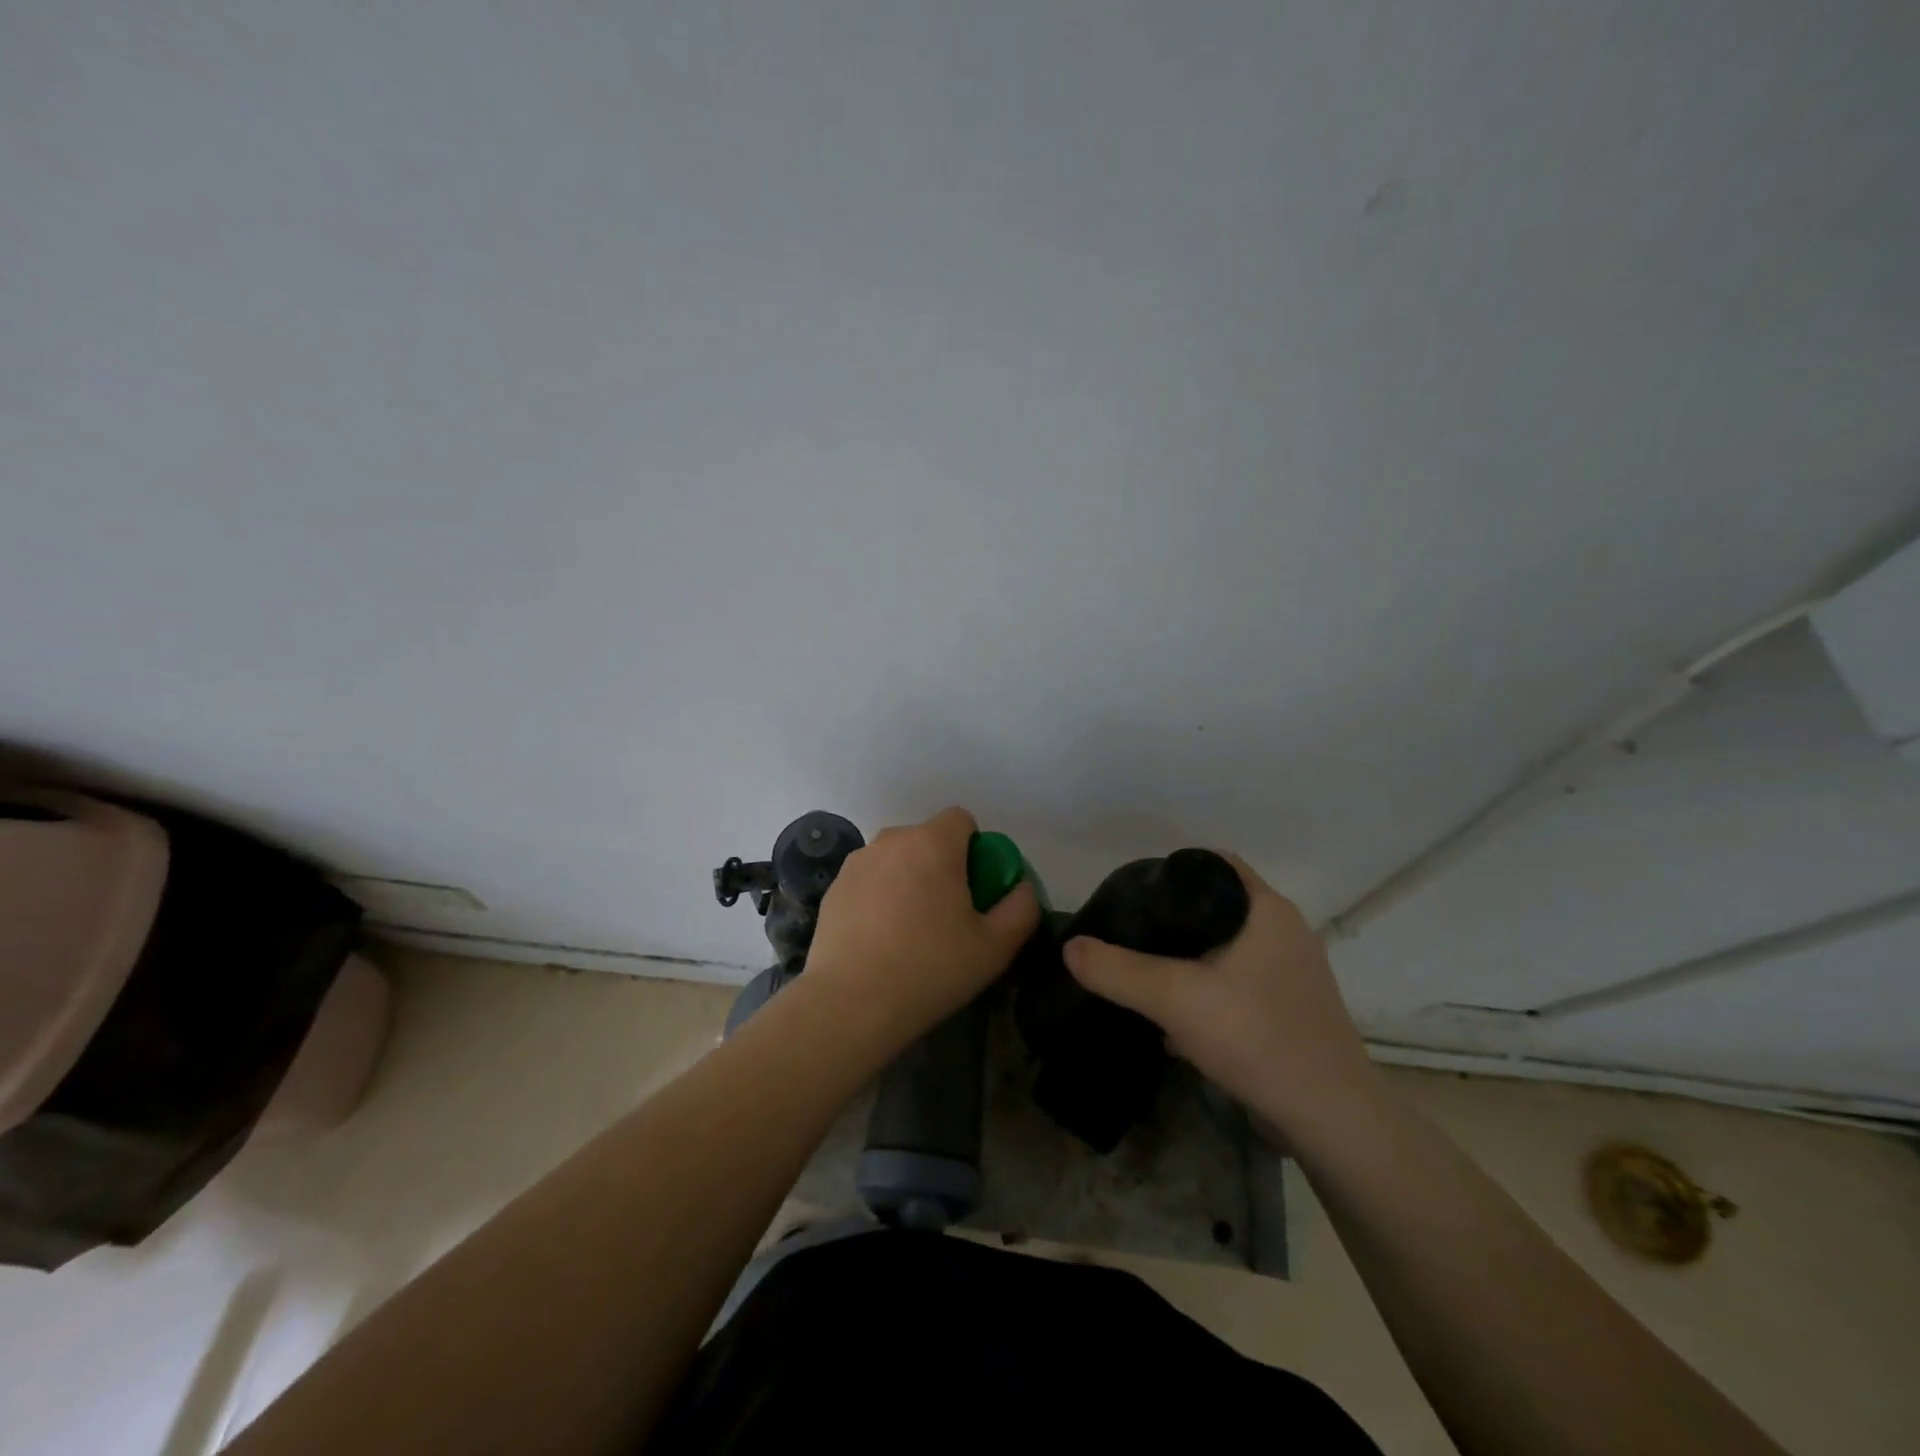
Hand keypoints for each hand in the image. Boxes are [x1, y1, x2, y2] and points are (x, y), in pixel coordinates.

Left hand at [799, 807, 1039, 1056]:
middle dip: (942, 865)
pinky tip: (880, 938)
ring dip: (909, 878)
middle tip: (947, 915)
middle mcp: (892, 840)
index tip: (974, 889)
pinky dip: (880, 896)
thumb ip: (1021, 908)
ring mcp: (858, 862)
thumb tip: (1020, 888)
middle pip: (928, 839)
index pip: (962, 820)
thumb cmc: (930, 969)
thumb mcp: (995, 947)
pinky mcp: (835, 887)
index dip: (974, 849)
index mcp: (933, 844)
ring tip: (910, 929)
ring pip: (897, 858)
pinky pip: (870, 879)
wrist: (851, 1004)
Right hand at [1061, 855, 1375, 1138]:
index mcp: (1266, 909)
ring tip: (1146, 975)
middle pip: (1215, 907)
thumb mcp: (1172, 997)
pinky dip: (1207, 991)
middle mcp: (1284, 931)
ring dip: (1188, 960)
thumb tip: (1070, 947)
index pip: (1212, 864)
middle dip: (1171, 920)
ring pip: (1225, 949)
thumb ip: (1116, 970)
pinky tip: (1177, 1021)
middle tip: (1130, 933)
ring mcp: (1292, 973)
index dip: (1170, 870)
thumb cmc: (1255, 1035)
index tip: (1134, 892)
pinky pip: (1238, 984)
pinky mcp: (1291, 1010)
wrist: (1329, 1118)